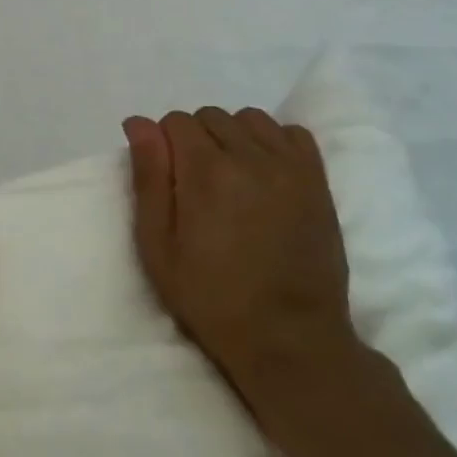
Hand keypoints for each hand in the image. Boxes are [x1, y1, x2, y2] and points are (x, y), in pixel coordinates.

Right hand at [124, 109, 362, 433]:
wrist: (291, 340)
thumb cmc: (212, 297)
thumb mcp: (158, 246)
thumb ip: (148, 178)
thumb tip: (139, 123)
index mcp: (207, 172)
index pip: (176, 121)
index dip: (163, 144)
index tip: (168, 179)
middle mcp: (251, 157)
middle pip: (211, 116)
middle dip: (195, 139)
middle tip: (195, 184)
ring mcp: (290, 167)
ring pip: (250, 119)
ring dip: (232, 136)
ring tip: (230, 176)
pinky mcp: (318, 181)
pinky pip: (292, 133)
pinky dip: (273, 141)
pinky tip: (264, 171)